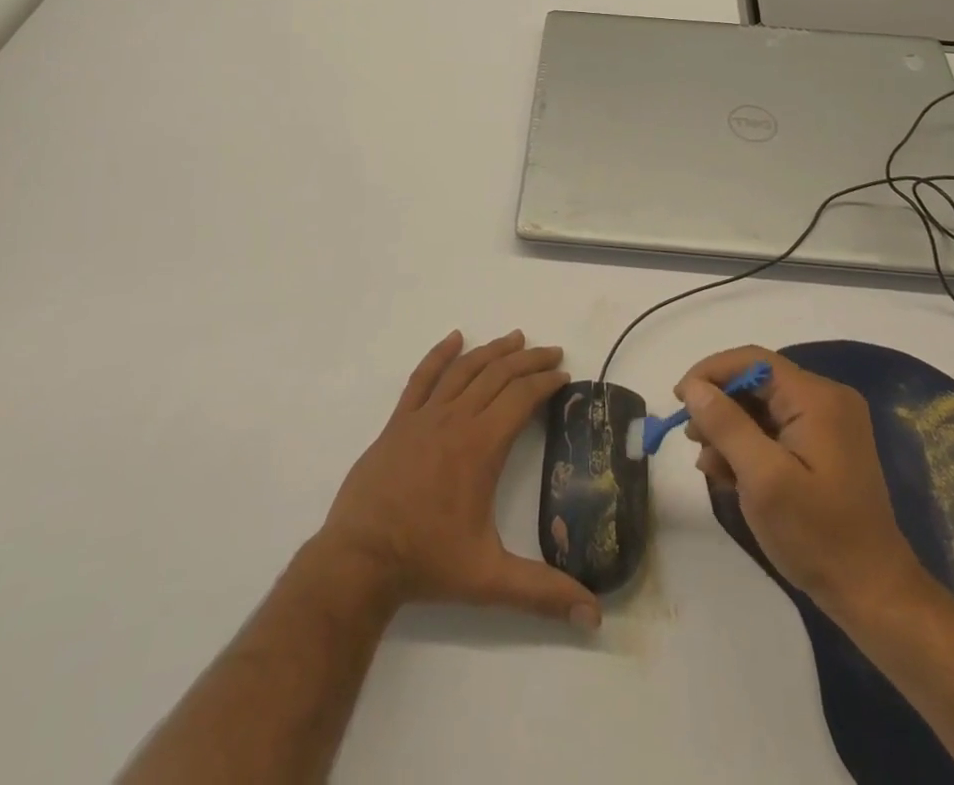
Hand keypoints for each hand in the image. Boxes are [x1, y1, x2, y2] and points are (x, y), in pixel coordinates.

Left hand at [317, 330, 601, 629]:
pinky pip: (422, 377)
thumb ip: (543, 593)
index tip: (564, 375)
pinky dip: (440, 354)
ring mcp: (424, 416)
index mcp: (481, 446)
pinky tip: (454, 338)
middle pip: (498, 375)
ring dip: (493, 351)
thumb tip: (594, 616)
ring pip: (464, 370)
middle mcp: (455, 420)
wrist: (358, 559)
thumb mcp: (490, 579)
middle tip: (552, 351)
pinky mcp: (399, 422)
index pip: (521, 398)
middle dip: (528, 360)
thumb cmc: (426, 562)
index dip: (545, 383)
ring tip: (516, 338)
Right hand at [678, 346, 927, 616]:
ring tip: (708, 462)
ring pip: (763, 407)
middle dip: (719, 405)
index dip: (711, 373)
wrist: (874, 595)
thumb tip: (694, 387)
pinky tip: (729, 473)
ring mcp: (829, 425)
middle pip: (757, 382)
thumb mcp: (763, 479)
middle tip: (691, 436)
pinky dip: (749, 445)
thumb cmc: (817, 535)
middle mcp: (826, 400)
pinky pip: (777, 430)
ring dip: (730, 428)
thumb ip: (726, 425)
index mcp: (817, 398)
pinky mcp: (826, 448)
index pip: (753, 362)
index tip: (679, 399)